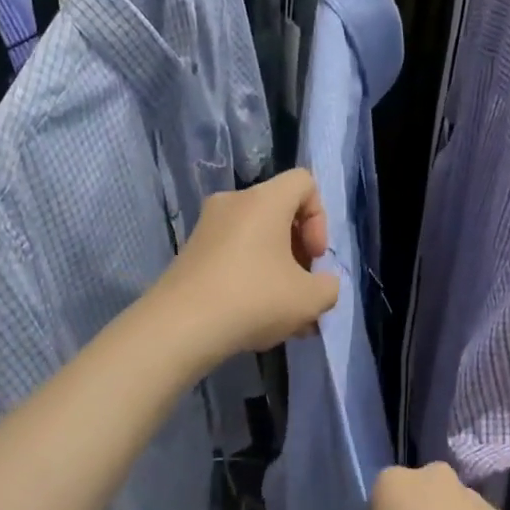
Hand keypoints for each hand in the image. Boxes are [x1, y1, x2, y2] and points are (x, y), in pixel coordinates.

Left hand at [153, 168, 339, 365]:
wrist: (180, 327)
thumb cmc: (254, 300)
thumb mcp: (310, 299)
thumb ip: (328, 287)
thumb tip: (320, 284)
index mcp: (264, 200)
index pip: (304, 182)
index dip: (320, 218)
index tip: (315, 256)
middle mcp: (233, 203)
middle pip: (279, 214)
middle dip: (299, 252)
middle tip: (302, 290)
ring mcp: (206, 228)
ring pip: (256, 240)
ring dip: (277, 272)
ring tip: (285, 317)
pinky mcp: (190, 254)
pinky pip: (233, 256)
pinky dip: (250, 279)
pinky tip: (257, 320)